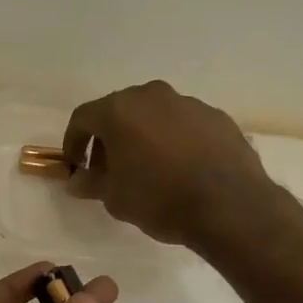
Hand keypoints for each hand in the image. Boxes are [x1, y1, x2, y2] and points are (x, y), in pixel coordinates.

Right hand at [64, 81, 273, 247]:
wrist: (229, 206)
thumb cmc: (159, 199)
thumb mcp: (114, 198)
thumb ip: (91, 183)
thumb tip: (77, 180)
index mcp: (119, 110)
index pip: (83, 118)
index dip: (73, 143)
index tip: (75, 166)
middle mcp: (151, 96)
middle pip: (119, 112)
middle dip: (108, 139)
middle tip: (108, 169)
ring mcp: (188, 103)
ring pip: (153, 115)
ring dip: (142, 137)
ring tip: (146, 169)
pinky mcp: (216, 117)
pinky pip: (183, 125)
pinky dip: (173, 140)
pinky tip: (179, 169)